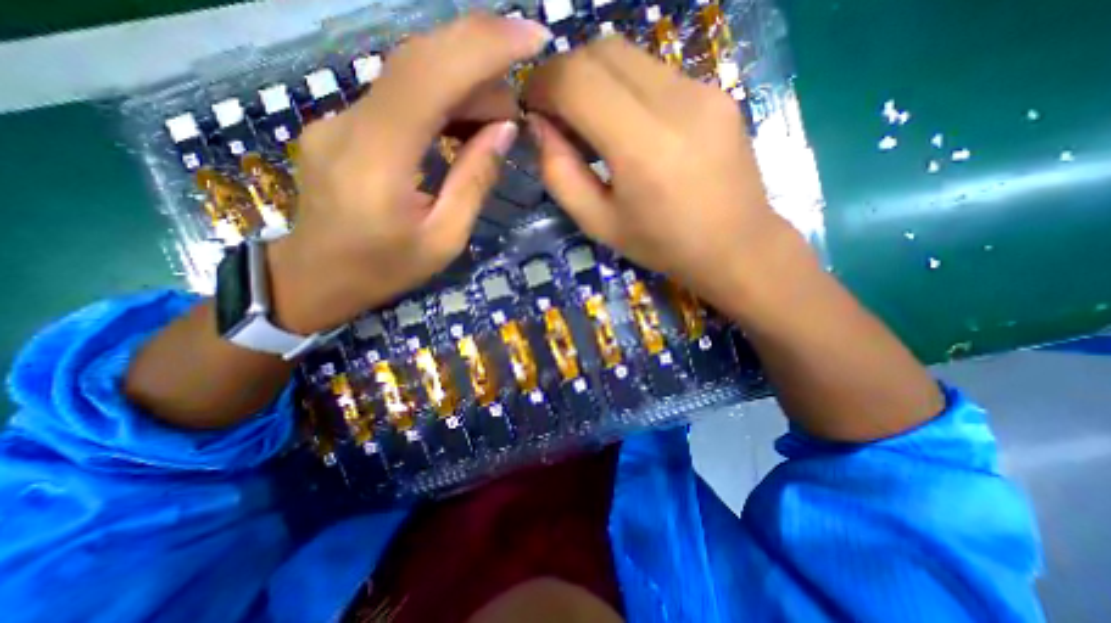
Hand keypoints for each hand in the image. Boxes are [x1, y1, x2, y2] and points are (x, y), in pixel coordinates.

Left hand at [265, 15, 548, 333]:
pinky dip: (439, 100)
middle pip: (418, 61)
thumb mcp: (444, 239)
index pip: (429, 75)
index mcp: (378, 160)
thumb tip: (504, 129)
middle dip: (480, 64)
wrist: (316, 277)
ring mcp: (339, 118)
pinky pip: (398, 97)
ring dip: (462, 86)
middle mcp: (350, 123)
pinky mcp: (342, 124)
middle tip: (517, 103)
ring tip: (496, 121)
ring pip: (409, 76)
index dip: (484, 45)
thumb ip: (474, 181)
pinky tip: (462, 124)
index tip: (533, 36)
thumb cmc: (384, 269)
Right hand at [527, 37, 794, 308]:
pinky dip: (626, 88)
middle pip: (602, 50)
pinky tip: (629, 127)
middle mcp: (677, 102)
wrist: (736, 246)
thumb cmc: (662, 245)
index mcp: (643, 146)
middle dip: (566, 74)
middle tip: (558, 116)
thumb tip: (539, 127)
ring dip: (595, 80)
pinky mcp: (717, 91)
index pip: (577, 79)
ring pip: (629, 55)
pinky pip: (655, 72)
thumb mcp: (598, 223)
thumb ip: (560, 174)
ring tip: (592, 124)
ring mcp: (703, 90)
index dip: (542, 84)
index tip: (531, 108)